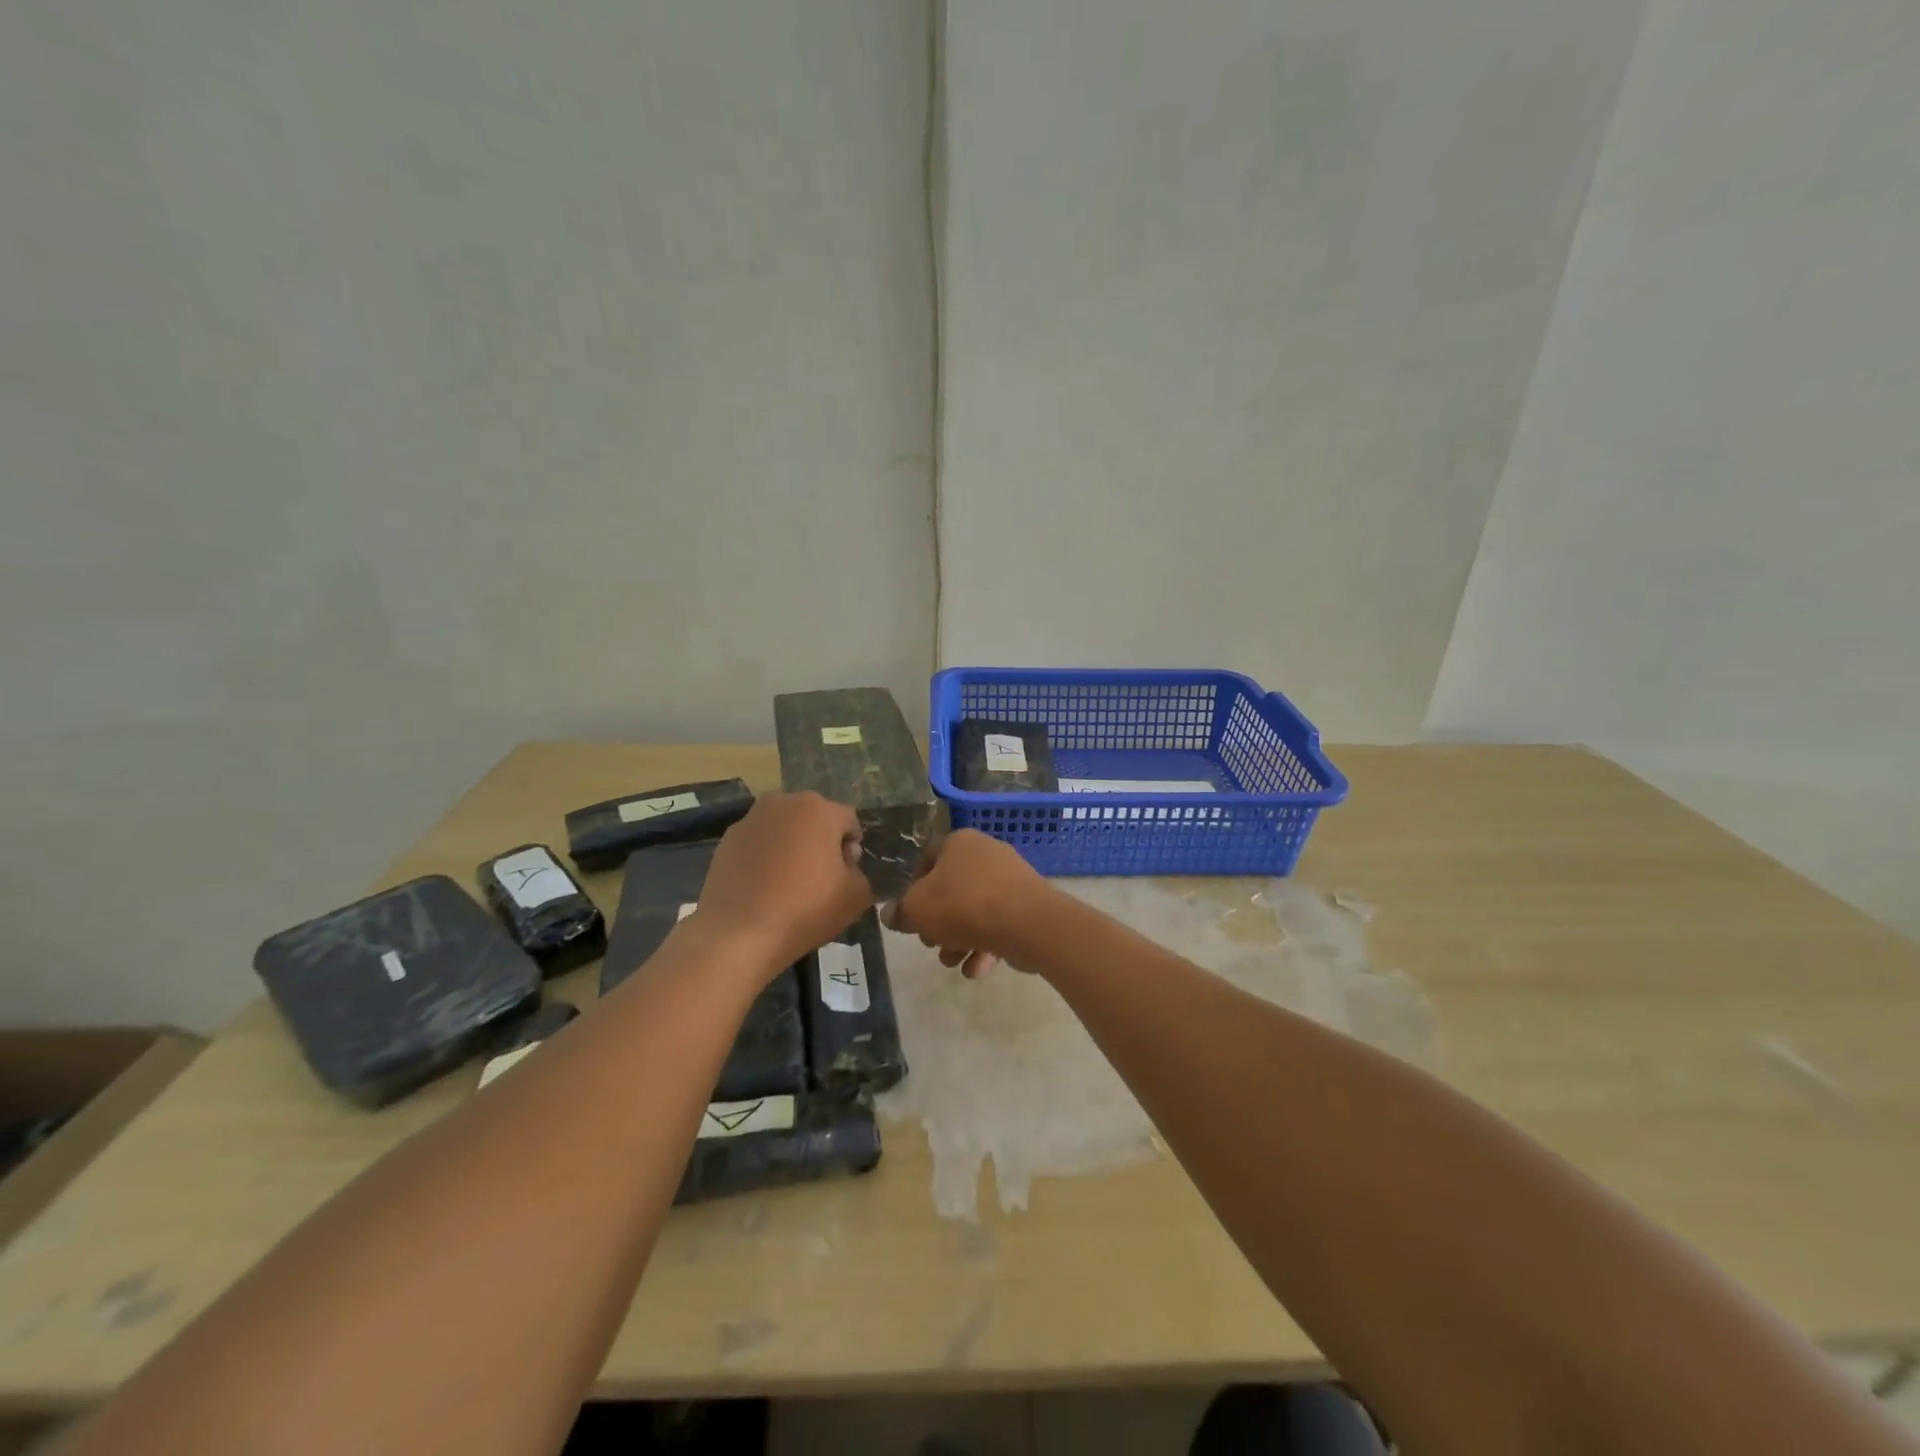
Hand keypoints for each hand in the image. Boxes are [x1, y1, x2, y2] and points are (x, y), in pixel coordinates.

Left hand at [693, 792, 871, 974]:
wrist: (739, 934)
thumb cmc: (805, 909)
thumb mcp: (856, 896)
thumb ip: (861, 871)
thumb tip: (845, 864)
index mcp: (820, 809)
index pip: (849, 821)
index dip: (852, 848)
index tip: (845, 875)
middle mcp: (784, 802)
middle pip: (815, 818)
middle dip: (821, 841)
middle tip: (819, 877)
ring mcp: (751, 819)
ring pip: (784, 827)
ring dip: (791, 845)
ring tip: (787, 882)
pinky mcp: (727, 839)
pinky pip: (758, 842)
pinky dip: (765, 855)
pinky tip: (762, 886)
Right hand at [888, 829, 1048, 978]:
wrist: (1028, 923)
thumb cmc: (964, 906)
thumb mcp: (917, 910)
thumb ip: (900, 912)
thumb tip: (891, 914)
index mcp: (958, 842)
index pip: (926, 860)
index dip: (912, 889)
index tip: (910, 915)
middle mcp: (986, 854)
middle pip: (951, 890)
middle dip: (938, 922)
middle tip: (931, 943)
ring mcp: (1010, 879)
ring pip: (974, 911)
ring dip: (959, 940)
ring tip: (953, 962)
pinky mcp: (1027, 905)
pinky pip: (998, 924)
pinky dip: (985, 946)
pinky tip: (977, 970)